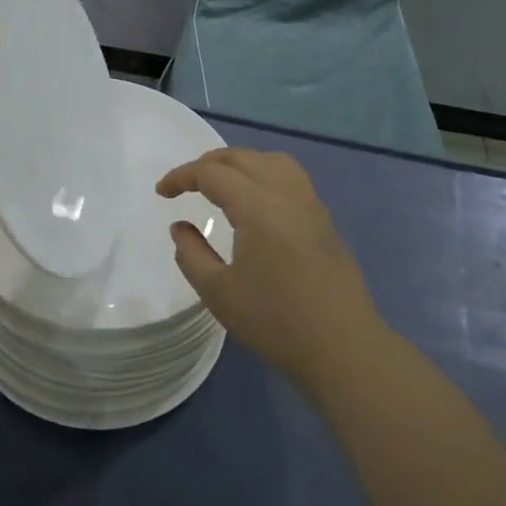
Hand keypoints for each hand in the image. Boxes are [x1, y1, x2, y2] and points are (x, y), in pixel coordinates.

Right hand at [158, 148, 383, 390]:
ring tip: (221, 184)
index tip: (161, 193)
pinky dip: (264, 175)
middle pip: (243, 158)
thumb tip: (180, 227)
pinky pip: (290, 178)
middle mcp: (286, 194)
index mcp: (258, 207)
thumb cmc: (276, 321)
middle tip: (185, 184)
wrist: (343, 348)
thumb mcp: (219, 292)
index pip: (213, 173)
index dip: (182, 177)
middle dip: (208, 164)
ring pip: (272, 161)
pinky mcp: (324, 222)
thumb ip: (191, 254)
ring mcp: (311, 206)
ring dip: (241, 163)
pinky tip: (255, 203)